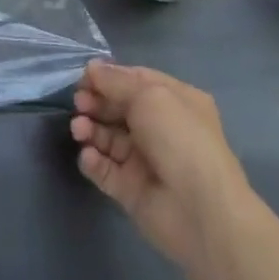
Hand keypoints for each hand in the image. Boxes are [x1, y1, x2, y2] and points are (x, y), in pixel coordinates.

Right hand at [71, 61, 251, 272]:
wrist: (200, 211)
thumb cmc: (179, 139)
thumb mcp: (149, 95)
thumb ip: (116, 80)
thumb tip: (92, 68)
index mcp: (175, 102)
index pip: (135, 81)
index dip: (108, 77)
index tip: (83, 78)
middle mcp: (161, 128)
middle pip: (118, 109)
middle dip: (95, 103)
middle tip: (79, 104)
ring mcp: (145, 160)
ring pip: (108, 138)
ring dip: (90, 130)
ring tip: (79, 130)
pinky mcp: (131, 188)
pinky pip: (105, 169)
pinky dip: (93, 161)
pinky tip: (89, 156)